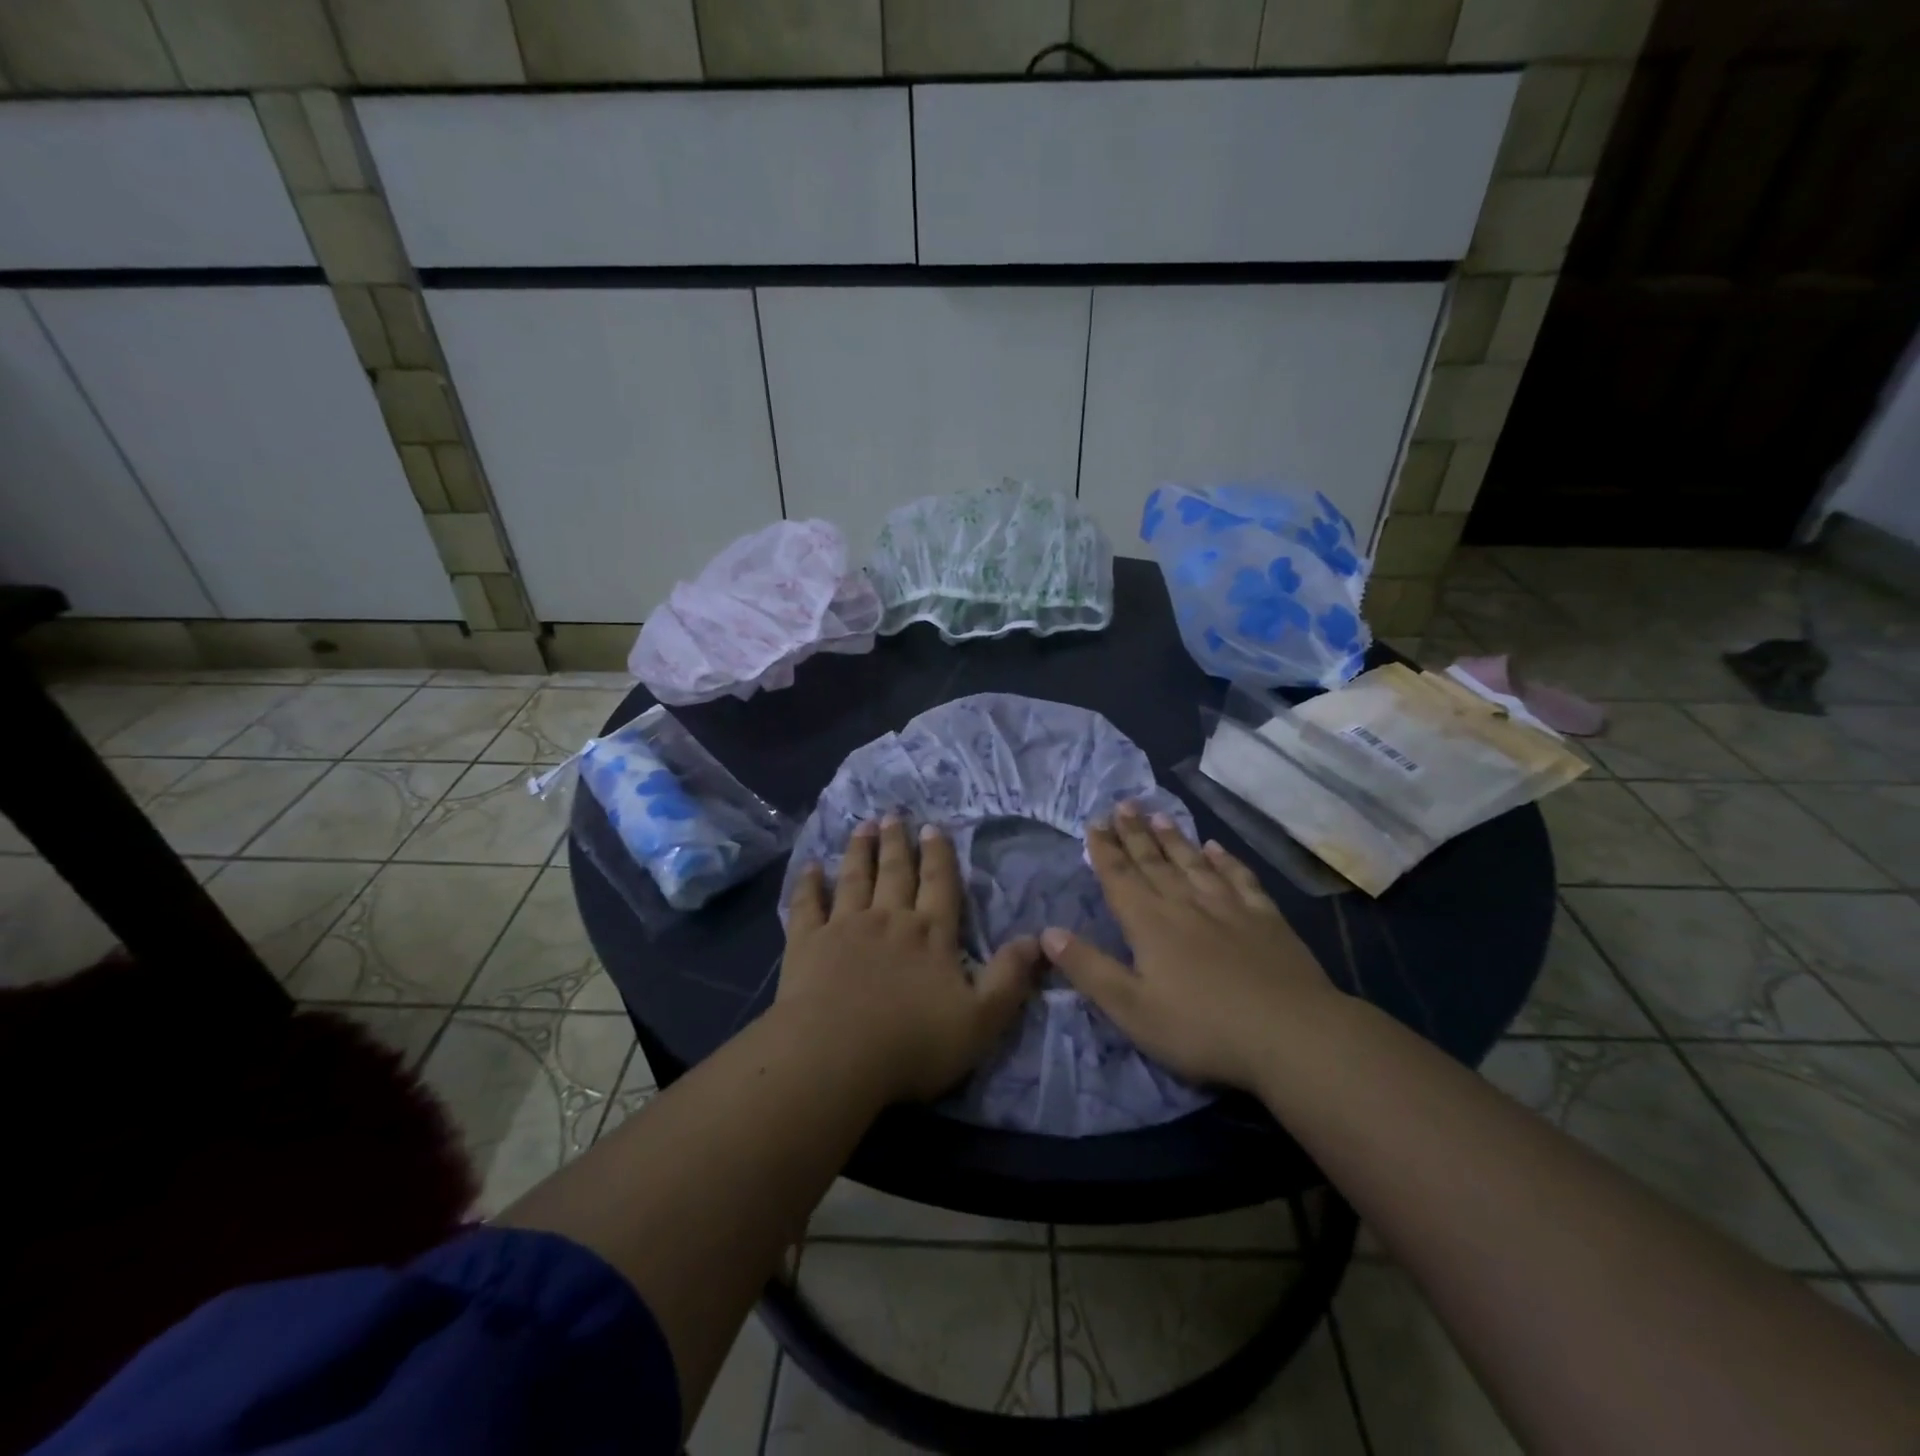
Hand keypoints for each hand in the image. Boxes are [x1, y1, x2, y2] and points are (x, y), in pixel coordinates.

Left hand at [780, 817, 1042, 1103]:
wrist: (836, 1056)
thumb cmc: (913, 1043)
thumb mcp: (981, 1019)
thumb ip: (1009, 978)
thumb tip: (1038, 939)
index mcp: (931, 934)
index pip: (939, 885)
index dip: (938, 855)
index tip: (932, 827)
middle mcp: (889, 920)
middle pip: (895, 873)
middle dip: (896, 843)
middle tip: (893, 815)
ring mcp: (845, 927)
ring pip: (854, 879)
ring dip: (859, 850)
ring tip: (863, 826)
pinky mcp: (807, 943)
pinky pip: (808, 905)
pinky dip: (809, 884)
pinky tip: (810, 868)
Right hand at [1040, 803, 1338, 1091]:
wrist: (1291, 1035)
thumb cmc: (1201, 1028)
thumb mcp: (1131, 1009)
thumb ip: (1089, 968)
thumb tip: (1048, 932)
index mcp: (1150, 923)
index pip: (1120, 877)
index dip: (1104, 850)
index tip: (1094, 822)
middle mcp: (1185, 904)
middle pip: (1153, 862)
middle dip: (1134, 833)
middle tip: (1123, 804)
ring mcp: (1229, 907)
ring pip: (1193, 862)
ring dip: (1173, 838)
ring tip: (1158, 814)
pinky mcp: (1266, 919)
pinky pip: (1239, 878)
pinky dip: (1225, 860)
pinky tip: (1216, 848)